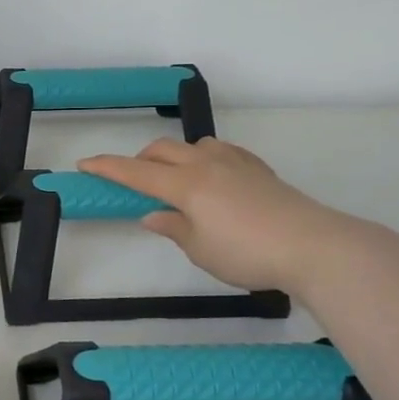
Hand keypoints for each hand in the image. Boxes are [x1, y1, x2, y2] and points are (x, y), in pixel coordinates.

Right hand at [78, 138, 345, 294]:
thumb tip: (153, 215)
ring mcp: (235, 162)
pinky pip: (222, 152)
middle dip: (141, 160)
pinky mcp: (259, 168)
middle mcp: (206, 165)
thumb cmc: (247, 253)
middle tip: (135, 182)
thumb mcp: (201, 250)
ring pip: (194, 146)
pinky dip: (205, 160)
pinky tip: (216, 180)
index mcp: (185, 185)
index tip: (84, 164)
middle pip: (162, 150)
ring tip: (178, 182)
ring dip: (176, 157)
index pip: (136, 172)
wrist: (314, 246)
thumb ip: (174, 228)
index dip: (108, 168)